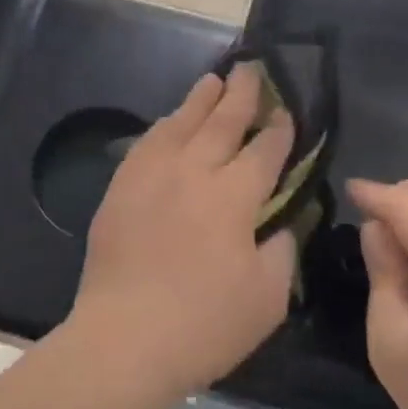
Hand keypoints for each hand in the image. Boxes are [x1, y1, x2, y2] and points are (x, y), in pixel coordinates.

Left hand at [65, 66, 296, 402]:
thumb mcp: (267, 297)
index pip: (264, 151)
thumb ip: (282, 250)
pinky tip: (170, 122)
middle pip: (222, 123)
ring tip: (213, 80)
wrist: (125, 339)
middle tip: (251, 69)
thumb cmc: (205, 325)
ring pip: (180, 125)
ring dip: (200, 100)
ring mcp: (151, 177)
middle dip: (241, 95)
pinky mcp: (121, 189)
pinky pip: (146, 144)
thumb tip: (281, 222)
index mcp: (234, 196)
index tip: (286, 113)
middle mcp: (193, 173)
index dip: (279, 130)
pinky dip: (163, 127)